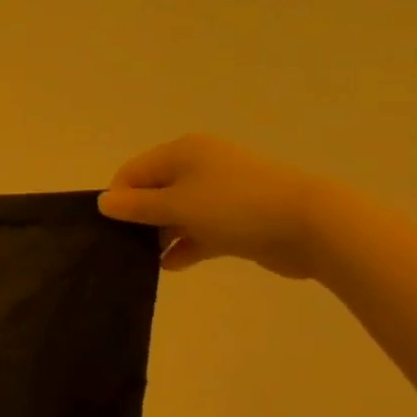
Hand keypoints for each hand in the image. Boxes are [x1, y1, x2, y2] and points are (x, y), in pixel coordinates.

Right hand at [97, 134, 339, 279]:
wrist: (312, 226)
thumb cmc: (234, 207)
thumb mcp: (176, 205)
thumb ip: (136, 206)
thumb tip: (103, 202)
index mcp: (182, 152)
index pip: (133, 172)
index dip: (118, 198)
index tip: (111, 228)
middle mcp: (200, 166)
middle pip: (154, 191)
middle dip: (139, 218)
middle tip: (124, 246)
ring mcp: (222, 193)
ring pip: (178, 213)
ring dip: (161, 234)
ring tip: (145, 260)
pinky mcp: (239, 219)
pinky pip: (201, 230)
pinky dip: (185, 245)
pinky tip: (171, 265)